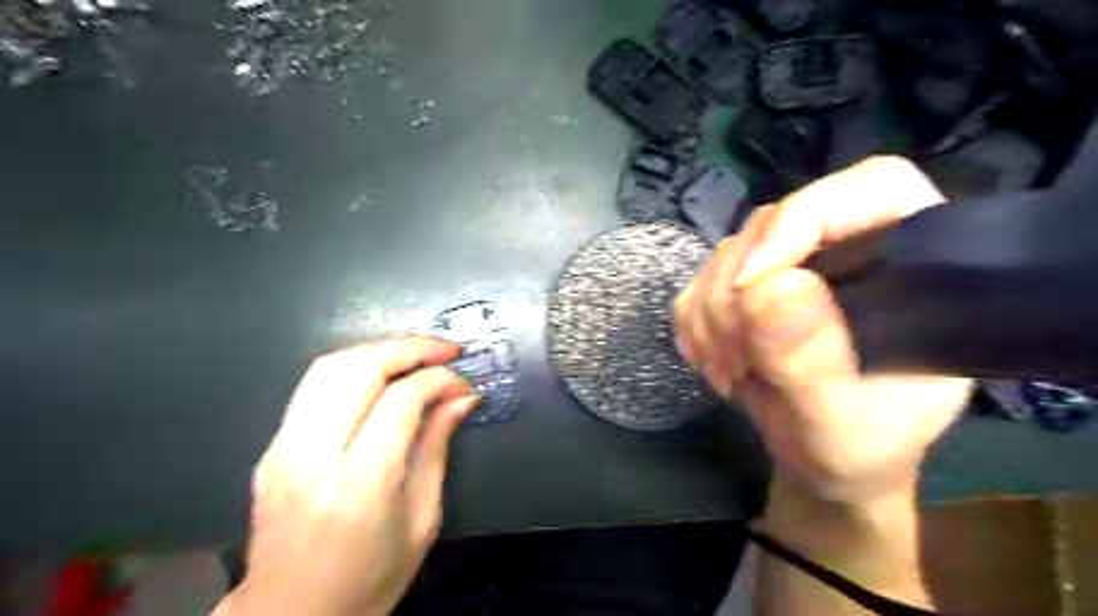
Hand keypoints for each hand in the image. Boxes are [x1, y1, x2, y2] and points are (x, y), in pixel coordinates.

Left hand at [219, 336, 480, 615]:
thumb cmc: (369, 580)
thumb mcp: (422, 519)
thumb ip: (437, 447)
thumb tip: (463, 397)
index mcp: (360, 483)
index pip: (402, 400)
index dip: (439, 379)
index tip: (464, 382)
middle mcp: (313, 456)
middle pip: (359, 369)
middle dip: (410, 348)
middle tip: (446, 350)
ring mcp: (283, 449)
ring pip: (329, 367)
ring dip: (380, 350)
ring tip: (418, 355)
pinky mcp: (272, 448)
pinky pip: (314, 386)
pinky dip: (354, 368)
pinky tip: (383, 376)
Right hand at [674, 157, 973, 505]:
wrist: (822, 461)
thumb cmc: (858, 448)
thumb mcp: (842, 421)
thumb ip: (811, 359)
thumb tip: (766, 288)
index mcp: (914, 261)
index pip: (868, 189)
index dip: (801, 221)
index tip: (750, 287)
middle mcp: (851, 247)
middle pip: (774, 225)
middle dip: (737, 294)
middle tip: (737, 359)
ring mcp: (794, 264)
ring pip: (727, 254)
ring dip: (711, 316)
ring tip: (730, 371)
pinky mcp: (751, 285)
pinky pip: (700, 281)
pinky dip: (693, 323)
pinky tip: (714, 361)